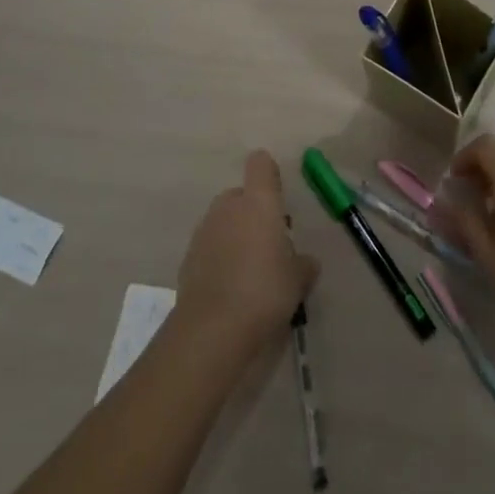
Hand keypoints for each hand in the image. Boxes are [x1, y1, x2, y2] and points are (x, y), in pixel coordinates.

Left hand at [176, 151, 318, 346]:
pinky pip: (209, 246)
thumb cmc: (265, 291)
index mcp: (258, 202)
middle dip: (252, 212)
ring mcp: (204, 231)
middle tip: (269, 243)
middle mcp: (229, 207)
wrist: (212, 329)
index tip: (279, 196)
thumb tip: (306, 262)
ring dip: (235, 235)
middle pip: (240, 195)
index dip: (269, 174)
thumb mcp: (298, 280)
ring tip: (250, 269)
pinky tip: (230, 287)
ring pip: (223, 221)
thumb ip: (303, 264)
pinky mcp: (188, 257)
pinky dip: (219, 257)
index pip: (260, 164)